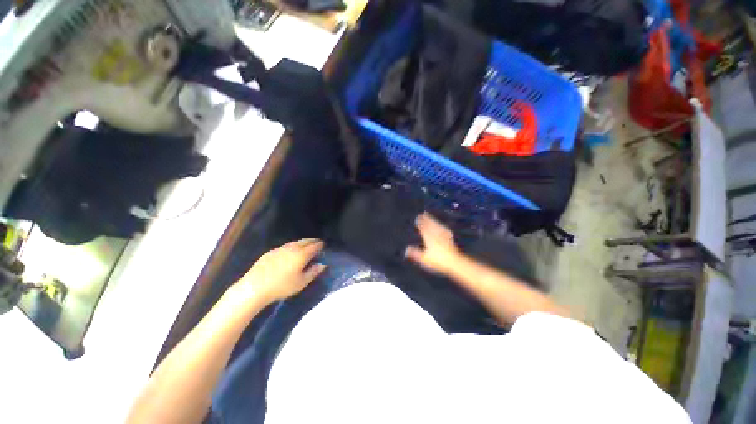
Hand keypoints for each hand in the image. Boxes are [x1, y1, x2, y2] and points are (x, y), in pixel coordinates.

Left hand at [235, 239, 326, 303]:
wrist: (254, 287)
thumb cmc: (282, 286)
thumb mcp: (301, 283)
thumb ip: (313, 272)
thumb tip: (322, 265)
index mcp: (301, 254)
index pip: (314, 246)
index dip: (320, 245)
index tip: (323, 246)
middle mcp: (292, 248)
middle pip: (305, 241)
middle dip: (312, 241)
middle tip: (317, 243)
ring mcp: (280, 249)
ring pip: (295, 243)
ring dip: (302, 243)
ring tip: (306, 246)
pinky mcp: (270, 252)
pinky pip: (285, 246)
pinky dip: (292, 246)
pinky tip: (290, 253)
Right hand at [405, 213, 461, 274]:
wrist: (454, 261)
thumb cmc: (438, 260)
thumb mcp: (424, 259)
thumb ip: (415, 253)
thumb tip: (406, 250)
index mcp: (428, 238)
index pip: (424, 227)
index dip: (420, 222)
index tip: (417, 217)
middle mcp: (436, 234)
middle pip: (431, 224)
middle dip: (427, 219)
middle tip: (424, 213)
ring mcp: (444, 236)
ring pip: (438, 226)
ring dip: (434, 221)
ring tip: (431, 217)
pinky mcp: (450, 239)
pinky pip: (445, 230)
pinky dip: (442, 227)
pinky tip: (443, 227)